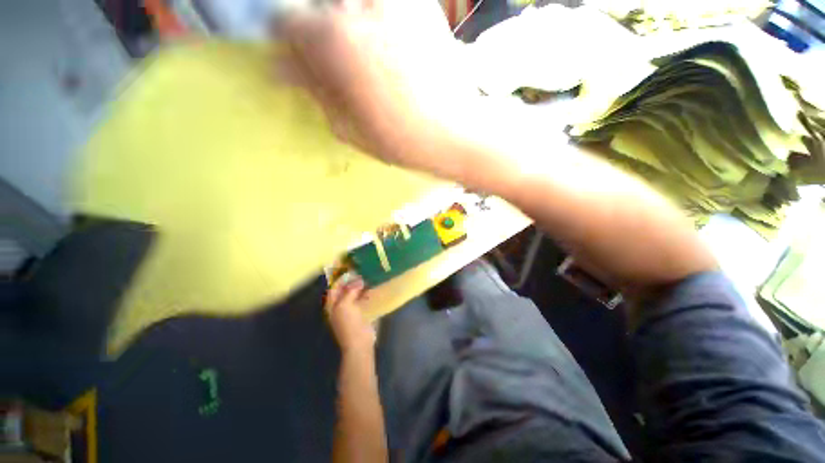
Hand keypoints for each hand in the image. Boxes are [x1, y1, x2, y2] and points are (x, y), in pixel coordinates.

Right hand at [276, 0, 472, 174]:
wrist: (454, 133)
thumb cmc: (401, 140)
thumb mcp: (348, 128)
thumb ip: (315, 91)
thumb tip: (284, 66)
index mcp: (331, 39)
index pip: (285, 18)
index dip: (290, 41)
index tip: (301, 59)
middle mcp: (357, 3)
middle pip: (318, 4)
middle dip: (318, 30)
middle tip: (334, 60)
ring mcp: (392, 0)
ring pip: (350, 2)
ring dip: (347, 23)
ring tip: (364, 55)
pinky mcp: (420, 4)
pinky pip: (382, 5)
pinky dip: (375, 18)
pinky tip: (388, 46)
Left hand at [325, 276, 374, 352]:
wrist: (359, 343)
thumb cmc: (349, 324)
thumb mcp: (345, 305)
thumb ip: (349, 291)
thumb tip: (358, 280)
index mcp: (333, 304)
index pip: (334, 286)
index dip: (341, 277)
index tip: (350, 268)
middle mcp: (340, 305)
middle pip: (344, 289)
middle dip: (351, 280)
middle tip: (362, 270)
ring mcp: (351, 309)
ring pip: (354, 293)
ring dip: (360, 285)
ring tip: (368, 276)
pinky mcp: (361, 312)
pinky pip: (362, 299)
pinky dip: (366, 292)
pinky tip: (372, 287)